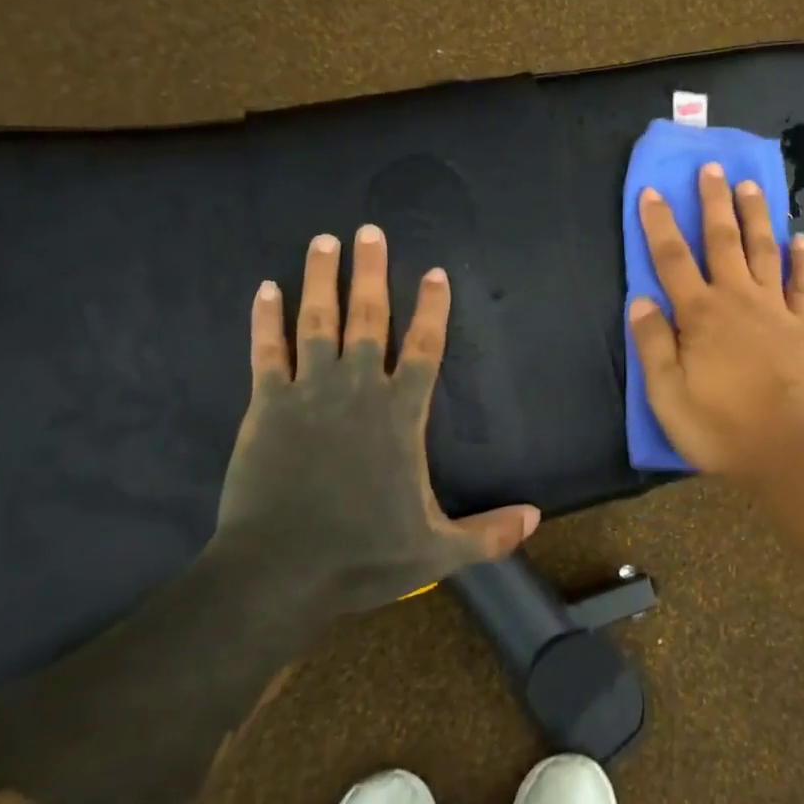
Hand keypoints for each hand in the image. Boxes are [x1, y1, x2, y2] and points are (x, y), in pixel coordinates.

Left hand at [214, 225, 539, 612]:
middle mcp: (358, 389)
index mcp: (400, 415)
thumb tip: (537, 517)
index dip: (432, 308)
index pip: (424, 347)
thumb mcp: (437, 551)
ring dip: (322, 278)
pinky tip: (266, 288)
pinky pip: (267, 351)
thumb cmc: (362, 555)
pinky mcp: (267, 405)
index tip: (434, 272)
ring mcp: (308, 392)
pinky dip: (266, 318)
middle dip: (372, 272)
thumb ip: (488, 533)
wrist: (278, 572)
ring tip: (325, 240)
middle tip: (370, 231)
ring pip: (317, 321)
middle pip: (369, 318)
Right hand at [629, 162, 803, 483]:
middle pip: (722, 241)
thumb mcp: (667, 394)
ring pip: (763, 250)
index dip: (659, 224)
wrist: (790, 450)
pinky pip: (802, 283)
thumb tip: (640, 300)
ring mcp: (775, 309)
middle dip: (713, 202)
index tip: (652, 192)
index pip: (672, 259)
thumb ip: (653, 344)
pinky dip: (802, 259)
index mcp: (700, 314)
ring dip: (755, 216)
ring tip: (750, 185)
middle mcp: (737, 299)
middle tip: (712, 167)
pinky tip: (800, 238)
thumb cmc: (721, 427)